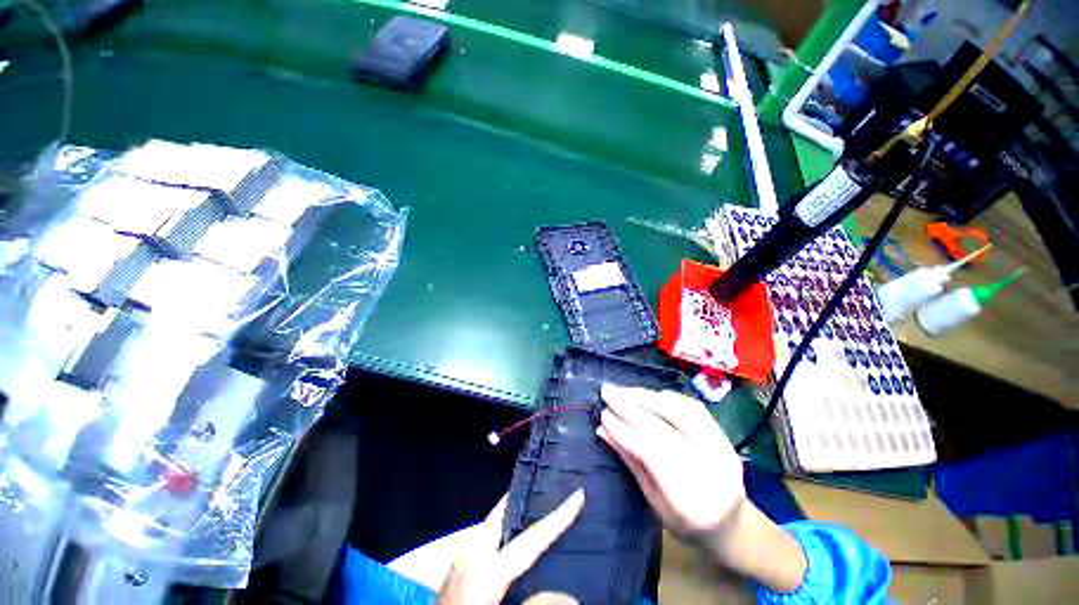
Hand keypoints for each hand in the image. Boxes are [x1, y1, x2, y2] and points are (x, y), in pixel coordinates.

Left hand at [439, 490, 584, 604]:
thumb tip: (571, 595)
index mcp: (481, 567)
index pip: (529, 537)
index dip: (558, 516)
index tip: (578, 494)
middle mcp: (470, 550)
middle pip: (507, 511)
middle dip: (533, 498)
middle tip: (560, 488)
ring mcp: (463, 555)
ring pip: (500, 521)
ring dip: (524, 513)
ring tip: (549, 506)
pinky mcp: (462, 563)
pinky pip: (493, 534)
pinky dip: (512, 529)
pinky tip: (526, 538)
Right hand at [598, 384, 805, 592]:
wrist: (733, 524)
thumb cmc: (686, 522)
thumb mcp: (653, 500)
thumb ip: (630, 461)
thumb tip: (603, 430)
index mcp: (688, 498)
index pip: (649, 451)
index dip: (623, 429)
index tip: (603, 413)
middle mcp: (708, 469)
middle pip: (662, 427)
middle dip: (629, 406)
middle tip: (607, 391)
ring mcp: (720, 448)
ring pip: (678, 412)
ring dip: (646, 397)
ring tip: (624, 390)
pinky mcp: (723, 435)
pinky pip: (692, 406)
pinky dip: (666, 397)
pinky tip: (649, 394)